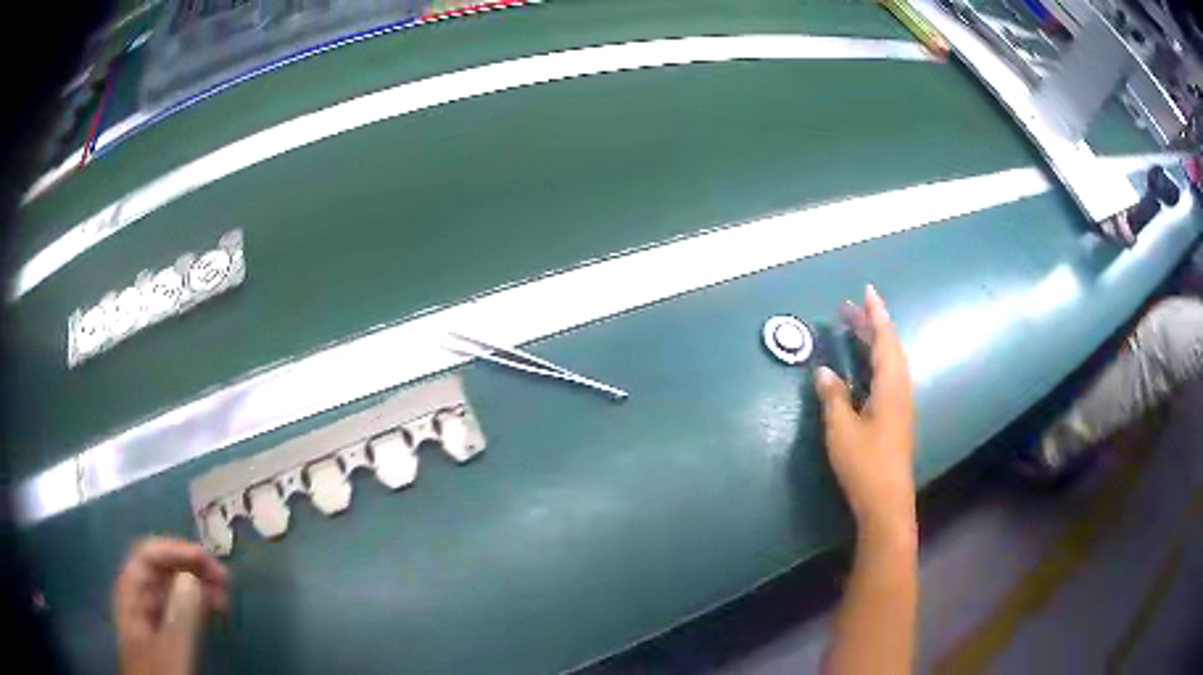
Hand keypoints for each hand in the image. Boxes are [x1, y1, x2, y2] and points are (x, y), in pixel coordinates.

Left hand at [113, 537, 229, 674]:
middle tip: (223, 579)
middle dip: (191, 568)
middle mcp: (138, 598)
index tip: (209, 561)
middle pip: (161, 569)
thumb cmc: (160, 672)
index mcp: (131, 592)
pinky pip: (180, 609)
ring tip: (224, 595)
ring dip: (198, 586)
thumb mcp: (171, 647)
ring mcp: (151, 618)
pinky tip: (212, 609)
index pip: (149, 556)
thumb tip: (193, 576)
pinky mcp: (165, 635)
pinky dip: (197, 604)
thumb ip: (180, 614)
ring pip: (173, 589)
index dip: (177, 550)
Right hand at [815, 285, 915, 536]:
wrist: (886, 501)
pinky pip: (889, 376)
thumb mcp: (842, 429)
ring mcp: (901, 404)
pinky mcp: (897, 417)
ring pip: (891, 362)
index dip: (876, 314)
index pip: (885, 339)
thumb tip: (824, 371)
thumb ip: (833, 396)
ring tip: (855, 330)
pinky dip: (876, 361)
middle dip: (871, 325)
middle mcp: (900, 389)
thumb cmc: (865, 463)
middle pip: (889, 347)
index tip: (867, 291)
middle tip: (849, 308)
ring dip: (875, 342)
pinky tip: (865, 367)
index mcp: (891, 386)